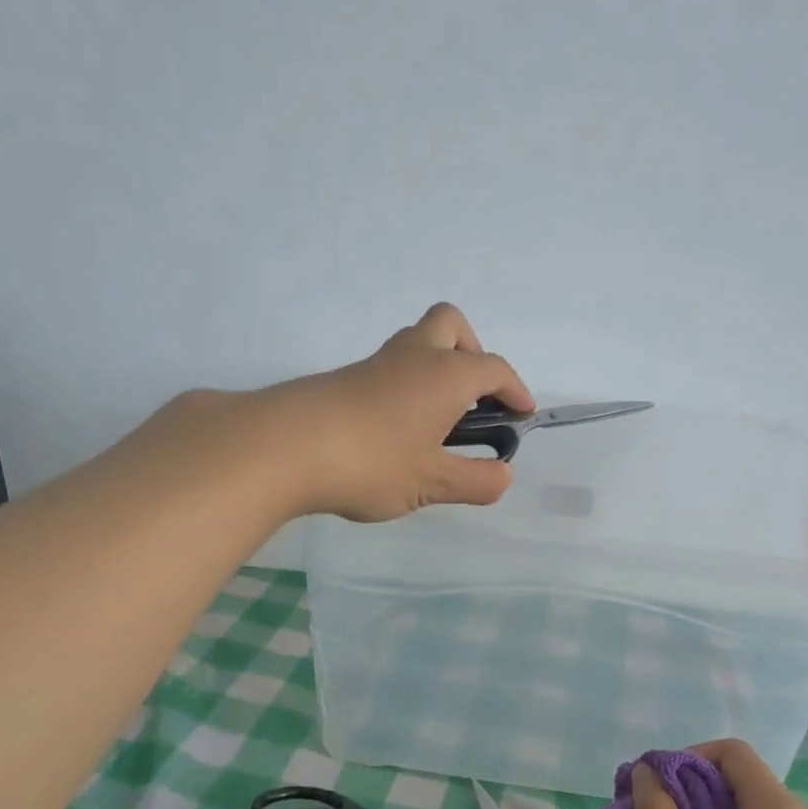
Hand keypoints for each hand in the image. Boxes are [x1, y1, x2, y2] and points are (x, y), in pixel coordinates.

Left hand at [266, 303, 534, 521]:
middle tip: (472, 399)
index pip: (493, 369)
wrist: (284, 447)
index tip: (523, 414)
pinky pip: (388, 369)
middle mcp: (414, 356)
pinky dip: (404, 388)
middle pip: (450, 326)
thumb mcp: (432, 482)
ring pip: (415, 343)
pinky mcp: (344, 379)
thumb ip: (475, 480)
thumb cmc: (374, 461)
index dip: (515, 390)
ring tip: (435, 422)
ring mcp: (375, 364)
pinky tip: (394, 432)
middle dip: (472, 352)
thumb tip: (502, 476)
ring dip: (435, 368)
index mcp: (446, 374)